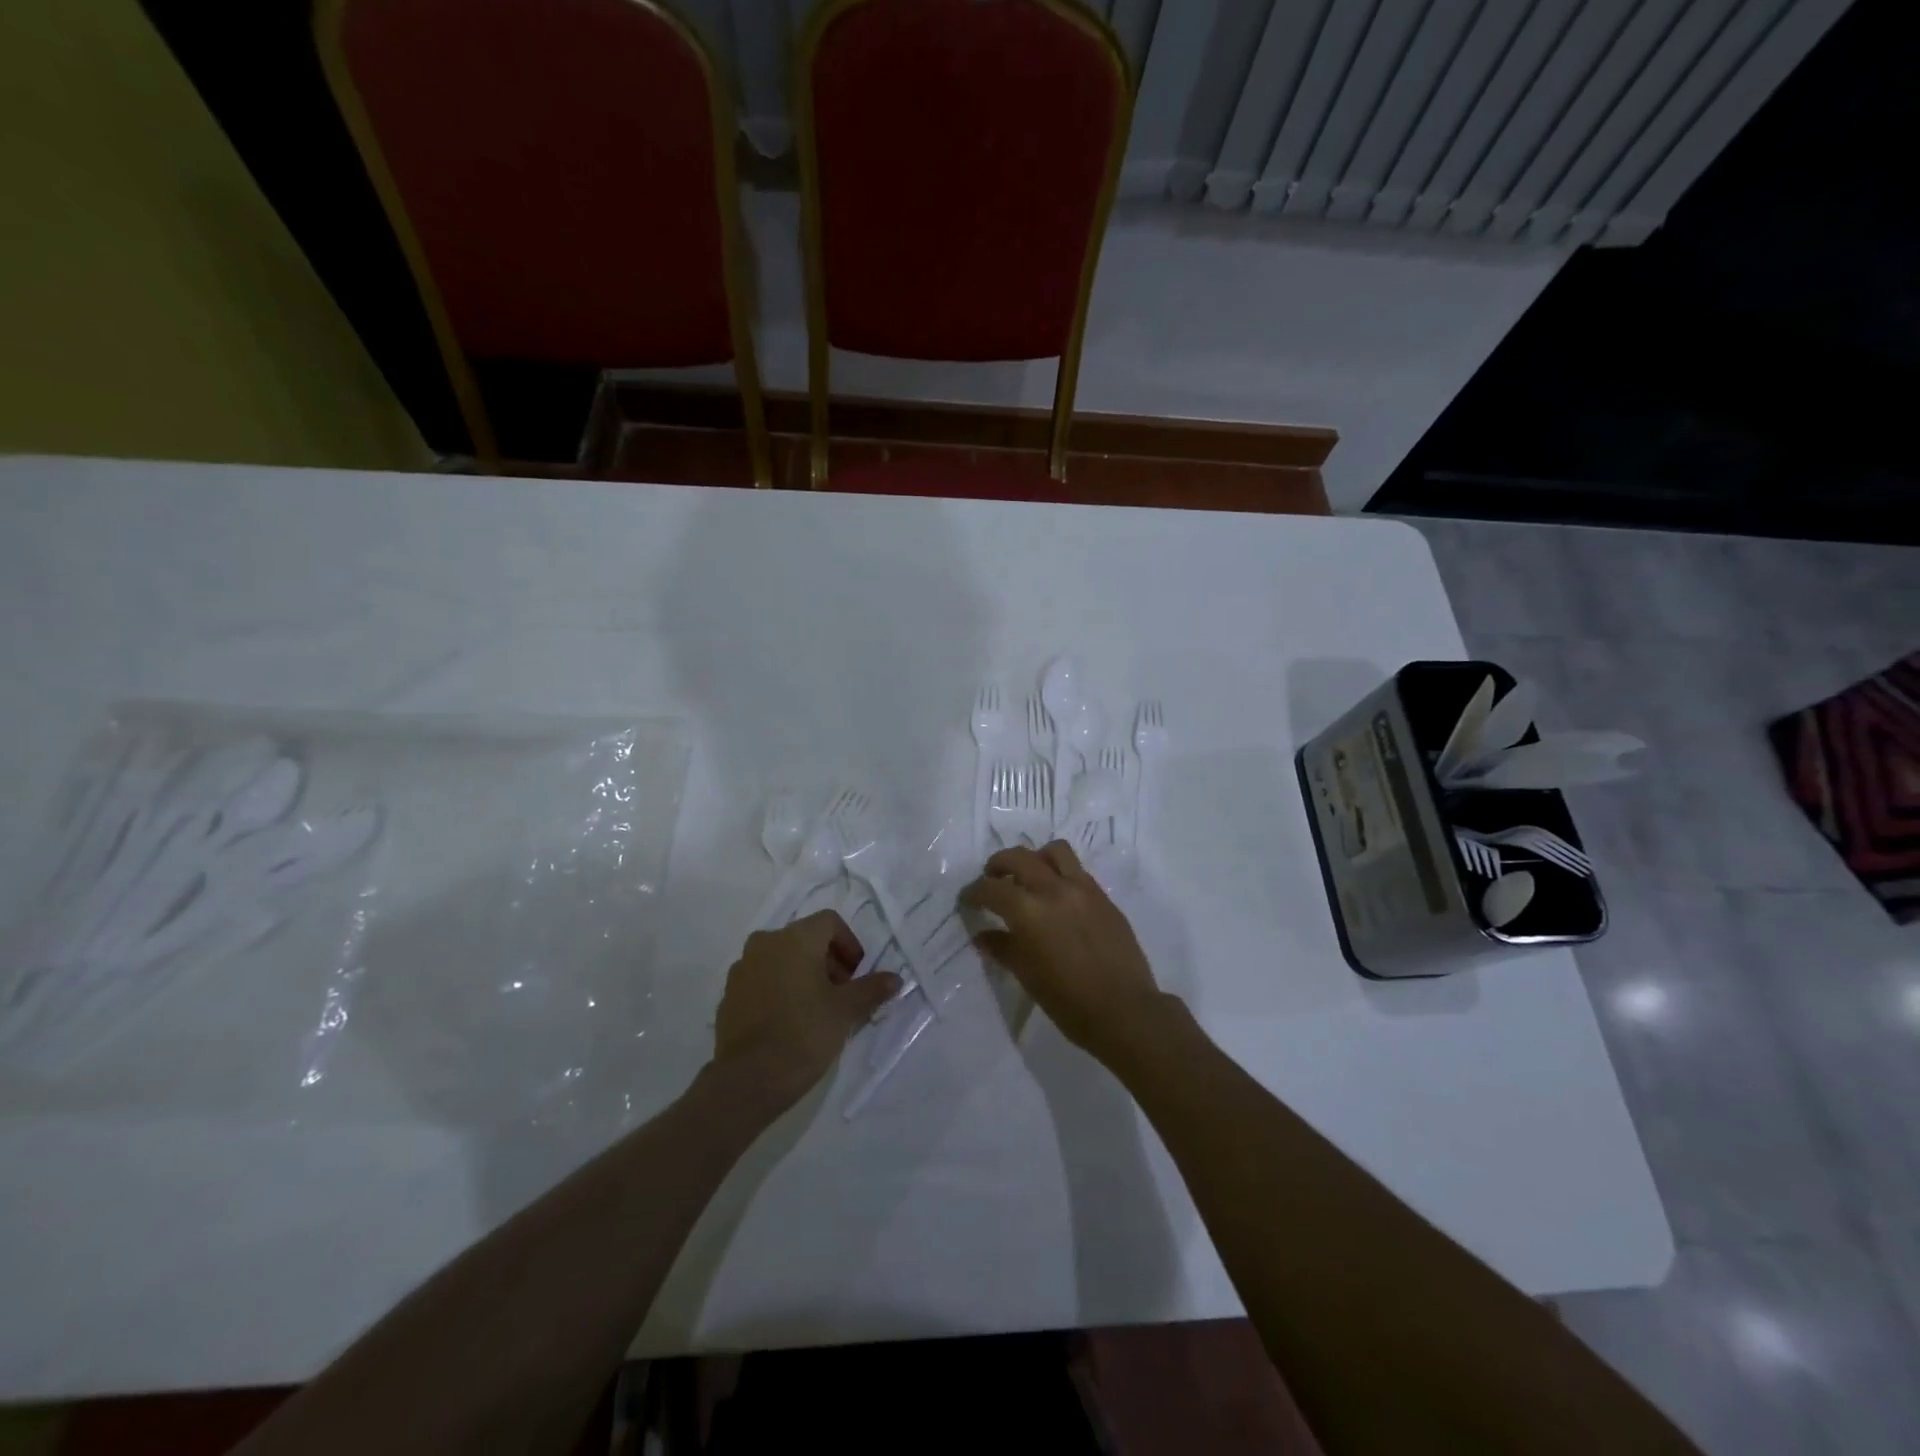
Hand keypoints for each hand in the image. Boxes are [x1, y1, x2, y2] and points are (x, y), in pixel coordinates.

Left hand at [712, 911, 901, 1114]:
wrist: (748, 1080)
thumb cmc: (804, 1034)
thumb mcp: (846, 1011)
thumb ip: (871, 989)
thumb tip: (895, 978)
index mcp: (795, 939)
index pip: (829, 922)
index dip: (849, 944)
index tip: (856, 975)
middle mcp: (765, 943)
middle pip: (804, 938)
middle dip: (827, 960)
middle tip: (841, 993)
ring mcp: (742, 968)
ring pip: (781, 957)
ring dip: (802, 973)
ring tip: (815, 1007)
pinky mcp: (729, 994)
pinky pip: (761, 979)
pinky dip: (779, 988)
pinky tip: (789, 1020)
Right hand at [961, 841, 1167, 1063]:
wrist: (1125, 1010)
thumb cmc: (1069, 1001)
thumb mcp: (1028, 976)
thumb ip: (1003, 948)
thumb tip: (983, 936)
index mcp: (1029, 911)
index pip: (991, 888)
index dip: (973, 892)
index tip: (967, 899)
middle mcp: (1054, 889)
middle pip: (1019, 857)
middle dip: (998, 864)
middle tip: (991, 878)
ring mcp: (1083, 889)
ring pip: (1054, 851)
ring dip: (1034, 858)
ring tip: (1029, 876)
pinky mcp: (1103, 896)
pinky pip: (1077, 870)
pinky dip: (1060, 873)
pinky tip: (1057, 896)